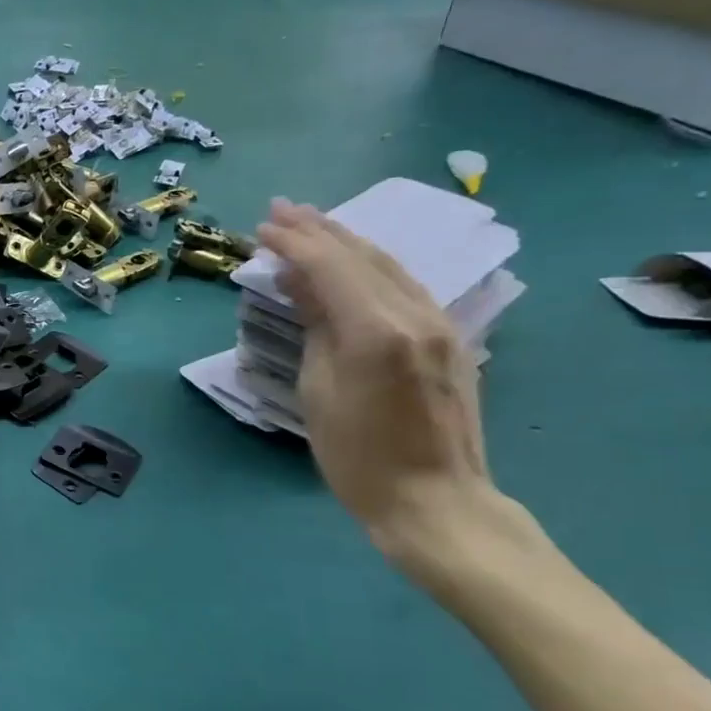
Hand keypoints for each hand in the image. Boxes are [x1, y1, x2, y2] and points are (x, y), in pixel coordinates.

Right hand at [256, 199, 493, 552]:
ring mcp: (440, 324)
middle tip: (281, 209)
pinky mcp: (449, 338)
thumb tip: (300, 281)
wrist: (436, 501)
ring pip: (388, 265)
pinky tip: (352, 261)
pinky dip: (370, 265)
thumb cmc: (358, 457)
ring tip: (312, 223)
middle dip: (319, 229)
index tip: (260, 227)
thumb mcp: (318, 390)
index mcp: (376, 330)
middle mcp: (415, 314)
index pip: (330, 266)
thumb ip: (315, 325)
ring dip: (347, 240)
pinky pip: (404, 285)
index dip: (293, 242)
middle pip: (362, 256)